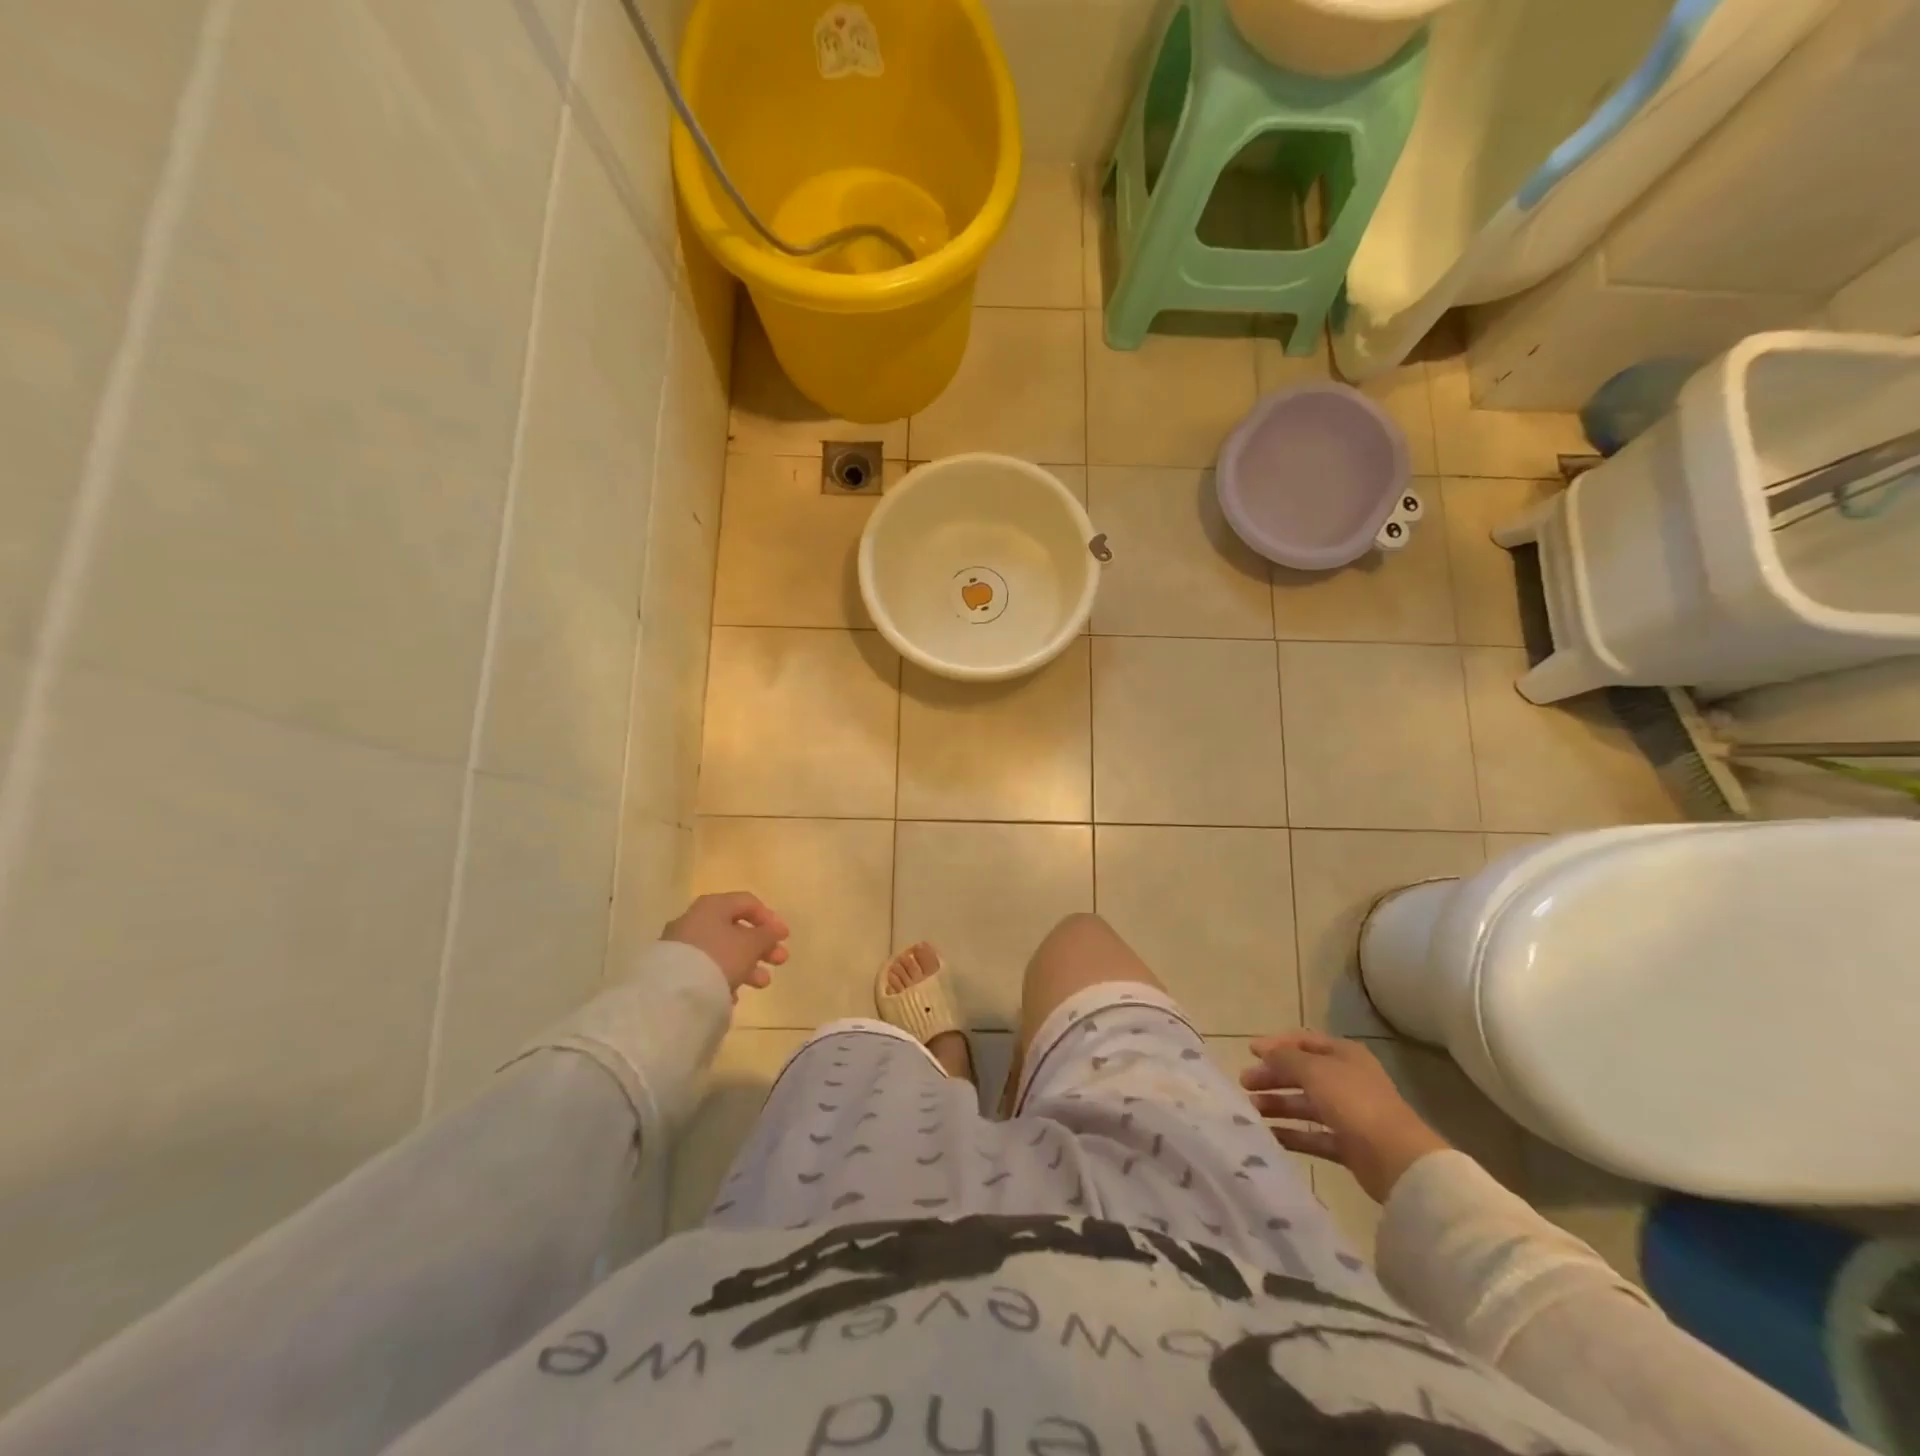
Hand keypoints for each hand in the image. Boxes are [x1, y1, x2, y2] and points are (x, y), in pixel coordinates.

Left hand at [663, 892, 790, 1000]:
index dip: (770, 918)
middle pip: (735, 929)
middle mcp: (695, 920)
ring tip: (762, 984)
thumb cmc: (719, 957)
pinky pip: (706, 969)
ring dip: (747, 965)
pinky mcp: (674, 970)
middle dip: (761, 946)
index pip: (747, 903)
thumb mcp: (751, 944)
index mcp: (713, 906)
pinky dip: (724, 977)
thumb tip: (773, 930)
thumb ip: (767, 935)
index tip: (784, 937)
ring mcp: (682, 945)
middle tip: (779, 960)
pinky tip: (733, 995)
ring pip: (722, 951)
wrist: (674, 993)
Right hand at [1240, 1032, 1449, 1202]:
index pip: (1304, 1042)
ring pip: (1305, 1105)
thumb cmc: (1353, 1102)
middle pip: (1302, 1074)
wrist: (1397, 1160)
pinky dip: (1292, 1135)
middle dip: (1272, 1077)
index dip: (1276, 1045)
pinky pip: (1313, 1135)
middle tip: (1244, 1084)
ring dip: (1278, 1105)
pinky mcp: (1348, 1145)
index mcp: (1344, 1055)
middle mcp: (1346, 1080)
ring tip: (1251, 1111)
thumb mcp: (1314, 1070)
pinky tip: (1269, 1136)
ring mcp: (1349, 1114)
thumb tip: (1264, 1052)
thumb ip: (1285, 1059)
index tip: (1249, 1052)